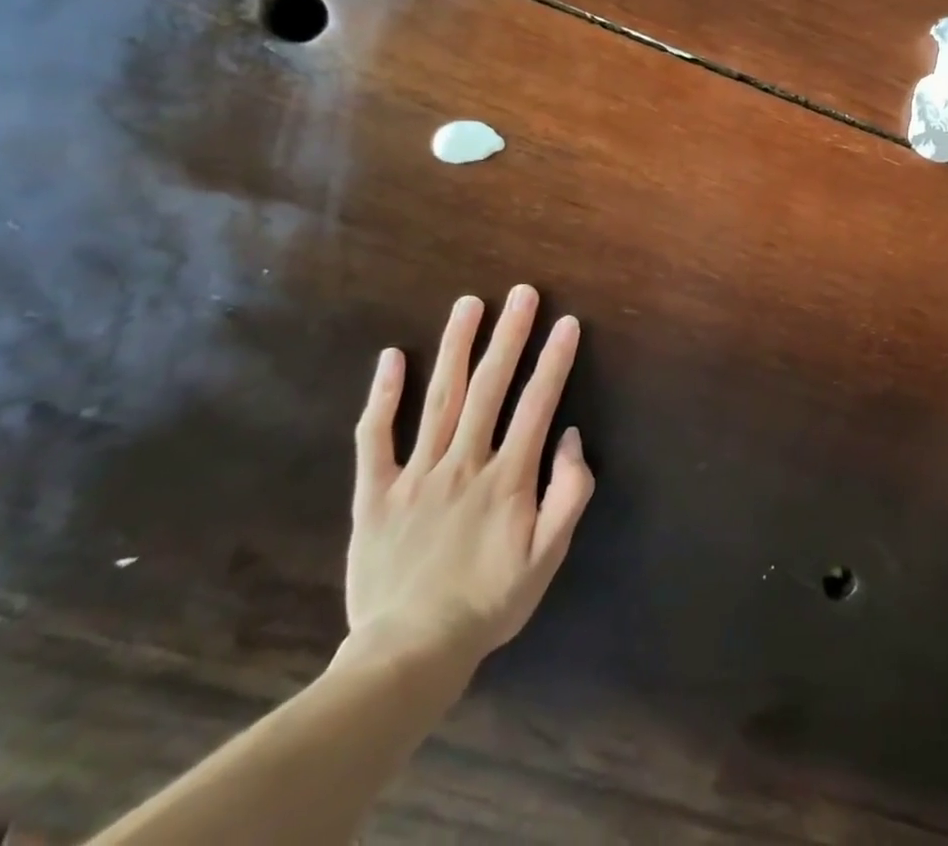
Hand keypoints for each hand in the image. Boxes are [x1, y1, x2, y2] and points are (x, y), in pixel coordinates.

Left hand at [342, 286, 594, 675]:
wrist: (408, 654)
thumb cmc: (488, 602)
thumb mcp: (547, 558)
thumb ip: (569, 495)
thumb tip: (571, 438)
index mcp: (507, 478)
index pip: (537, 405)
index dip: (554, 361)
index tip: (567, 323)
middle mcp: (463, 463)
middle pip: (490, 387)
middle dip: (508, 335)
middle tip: (521, 293)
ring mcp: (415, 474)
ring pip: (440, 398)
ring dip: (456, 347)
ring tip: (468, 305)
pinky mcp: (375, 492)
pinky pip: (375, 437)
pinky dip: (383, 396)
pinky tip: (392, 357)